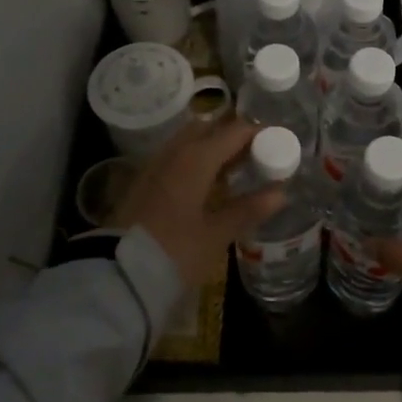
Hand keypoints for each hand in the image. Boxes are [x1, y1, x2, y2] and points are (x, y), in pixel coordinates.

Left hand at [112, 118, 285, 287]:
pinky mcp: (143, 181)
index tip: (278, 144)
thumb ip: (248, 209)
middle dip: (233, 136)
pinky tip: (205, 184)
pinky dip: (194, 161)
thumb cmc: (175, 251)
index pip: (234, 131)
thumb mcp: (216, 234)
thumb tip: (281, 192)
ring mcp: (155, 165)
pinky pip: (175, 158)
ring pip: (188, 141)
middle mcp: (174, 152)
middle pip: (208, 128)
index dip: (259, 134)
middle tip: (256, 155)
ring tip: (234, 170)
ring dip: (212, 147)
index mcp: (196, 157)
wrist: (120, 273)